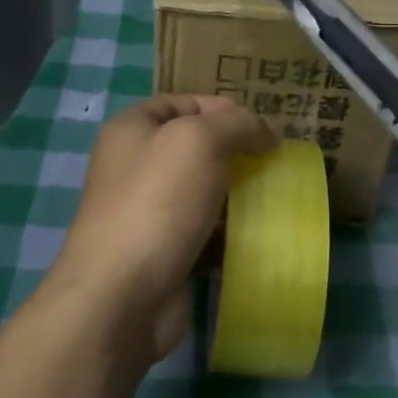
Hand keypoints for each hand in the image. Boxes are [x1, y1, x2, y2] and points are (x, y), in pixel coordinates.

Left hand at [47, 95, 275, 362]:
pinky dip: (230, 233)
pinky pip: (206, 232)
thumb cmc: (157, 202)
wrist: (122, 295)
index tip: (262, 128)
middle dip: (235, 152)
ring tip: (275, 196)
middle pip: (195, 147)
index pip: (182, 102)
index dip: (222, 108)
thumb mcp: (199, 140)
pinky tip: (259, 234)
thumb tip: (266, 132)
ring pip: (204, 191)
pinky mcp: (165, 252)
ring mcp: (148, 212)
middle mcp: (135, 166)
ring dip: (238, 194)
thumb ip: (236, 124)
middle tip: (275, 162)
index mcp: (131, 129)